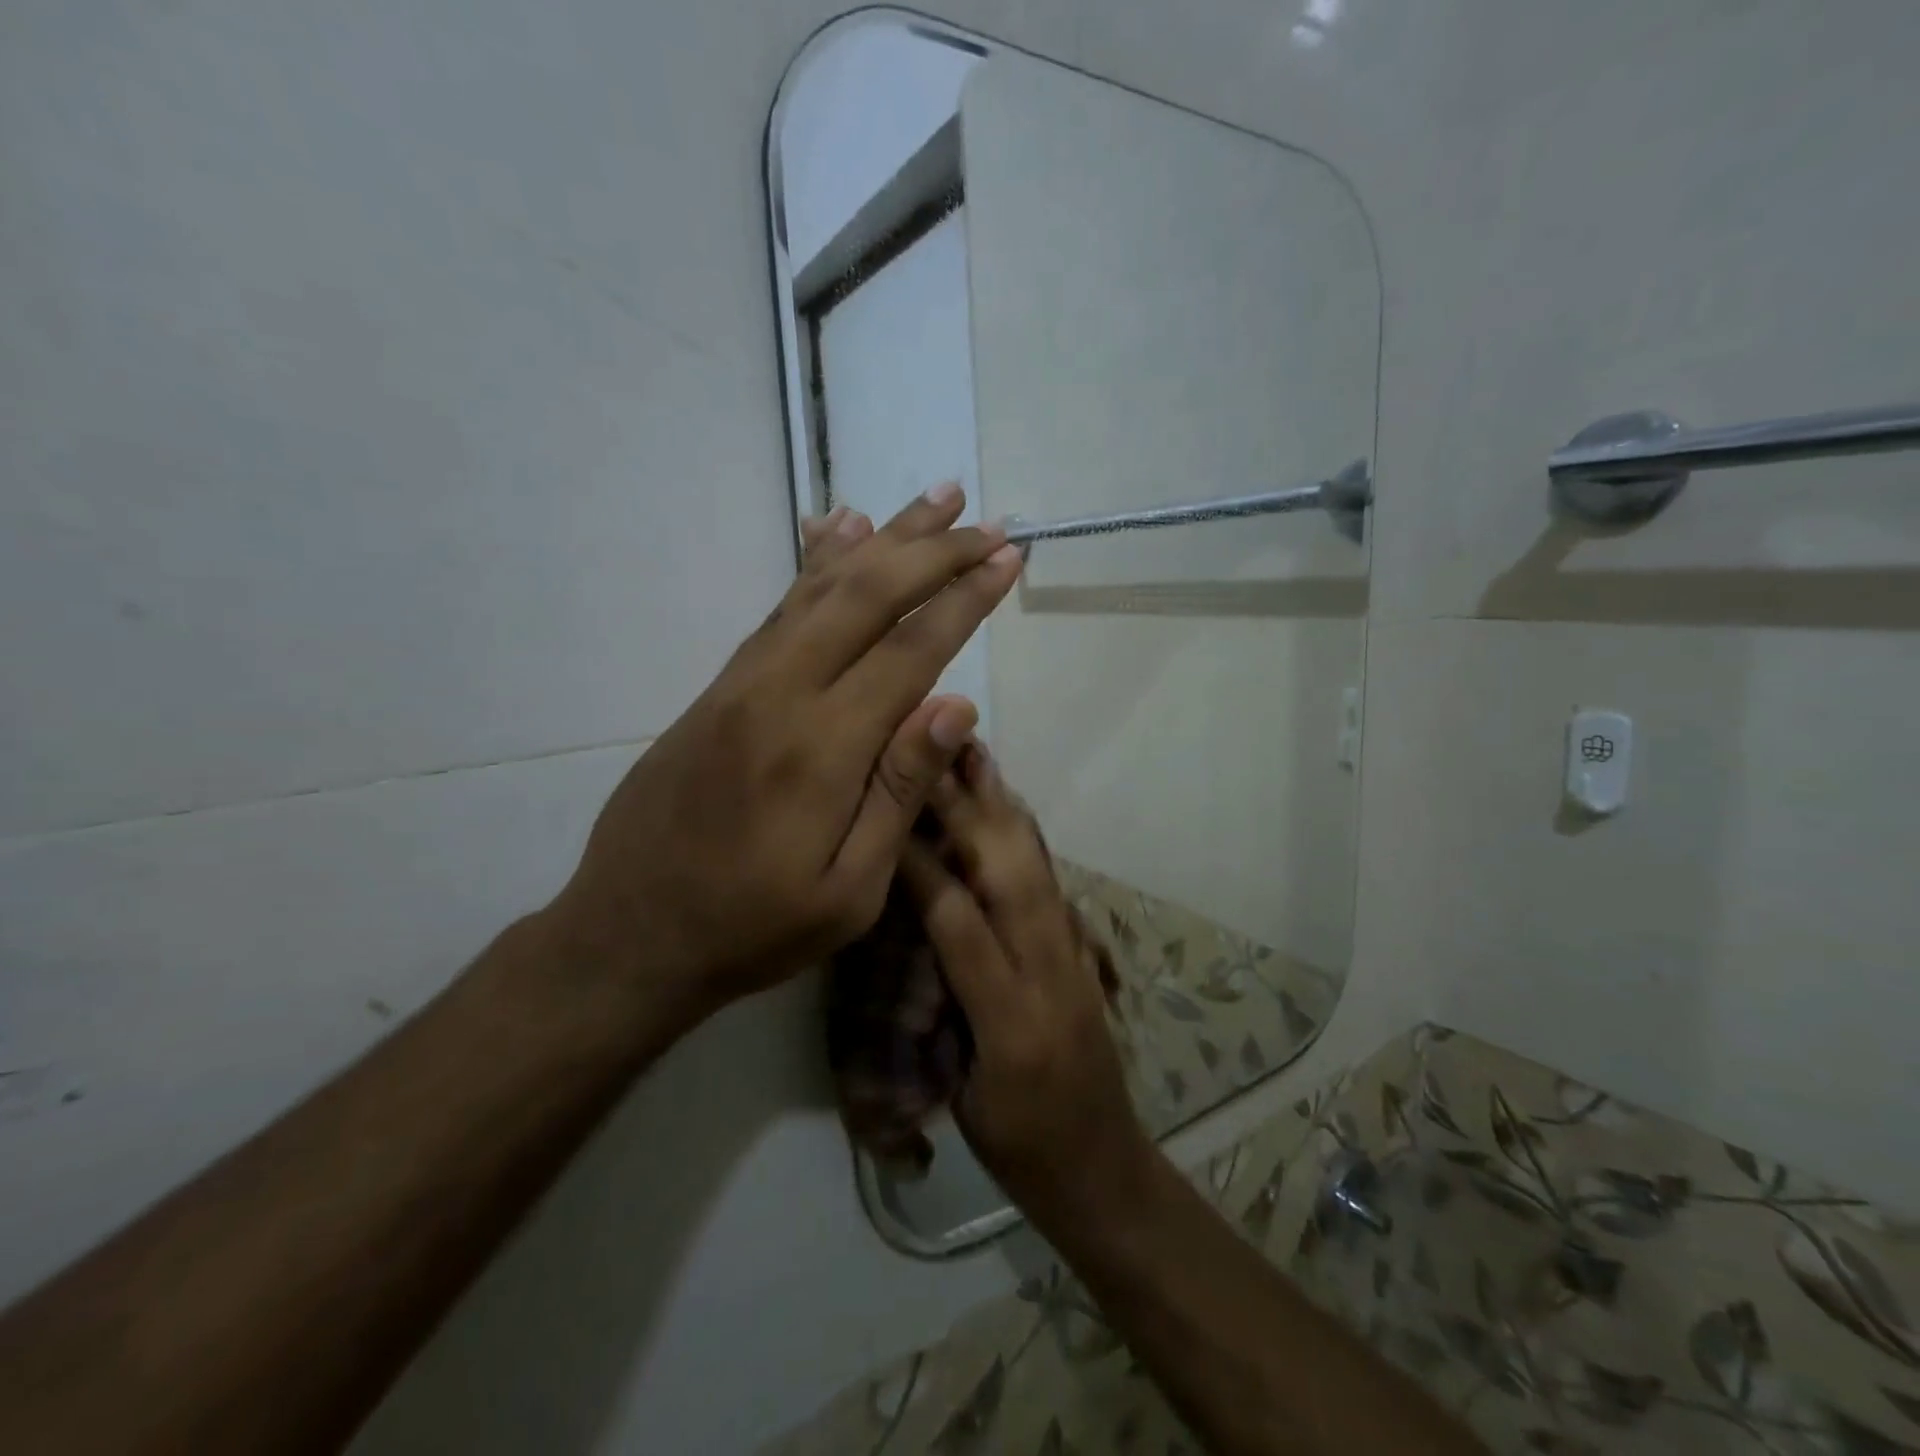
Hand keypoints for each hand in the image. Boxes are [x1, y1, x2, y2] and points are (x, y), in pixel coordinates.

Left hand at [546, 486, 1022, 1015]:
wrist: (631, 933)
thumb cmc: (754, 928)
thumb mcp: (849, 892)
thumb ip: (900, 792)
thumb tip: (956, 706)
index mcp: (822, 750)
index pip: (910, 652)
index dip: (964, 600)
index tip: (1008, 559)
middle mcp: (780, 695)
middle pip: (866, 597)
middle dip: (933, 552)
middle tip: (986, 521)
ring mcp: (741, 684)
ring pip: (820, 588)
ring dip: (884, 540)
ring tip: (934, 501)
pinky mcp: (718, 688)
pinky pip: (778, 609)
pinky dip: (818, 564)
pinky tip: (841, 532)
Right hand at [900, 747, 1152, 1217]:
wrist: (1104, 1170)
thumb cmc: (1020, 1148)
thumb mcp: (966, 1092)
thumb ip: (946, 1007)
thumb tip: (922, 932)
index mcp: (1010, 1020)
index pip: (959, 923)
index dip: (922, 865)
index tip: (890, 815)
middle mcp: (1051, 975)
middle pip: (1010, 878)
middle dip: (971, 812)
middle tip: (940, 756)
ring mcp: (1076, 961)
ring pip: (1038, 871)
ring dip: (1005, 812)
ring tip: (978, 761)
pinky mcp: (1085, 956)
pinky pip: (1055, 886)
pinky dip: (1029, 841)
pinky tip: (1013, 813)